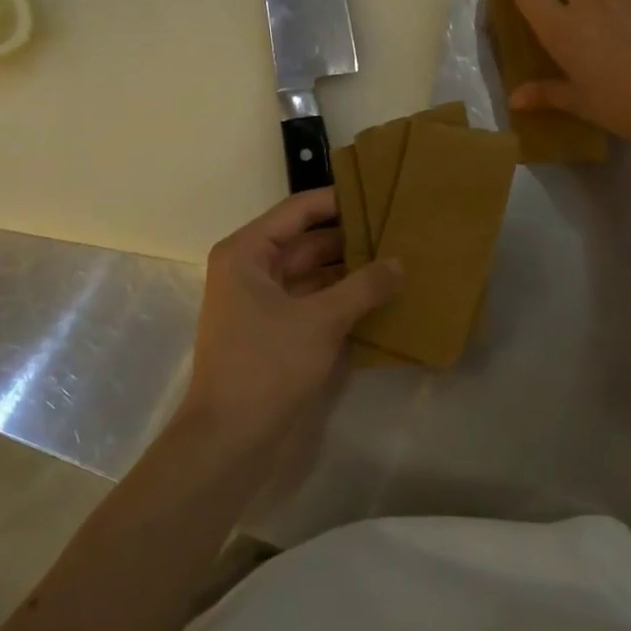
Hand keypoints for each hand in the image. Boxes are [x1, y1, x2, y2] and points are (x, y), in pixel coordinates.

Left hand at [183, 189, 401, 443]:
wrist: (230, 438)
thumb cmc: (267, 365)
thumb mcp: (322, 320)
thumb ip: (364, 287)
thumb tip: (400, 263)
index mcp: (247, 253)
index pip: (298, 210)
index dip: (338, 200)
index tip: (379, 192)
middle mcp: (251, 269)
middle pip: (306, 241)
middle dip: (350, 238)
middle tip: (398, 229)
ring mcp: (262, 302)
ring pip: (312, 273)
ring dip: (349, 269)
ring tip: (397, 259)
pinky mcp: (275, 330)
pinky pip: (313, 301)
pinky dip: (341, 297)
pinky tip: (379, 296)